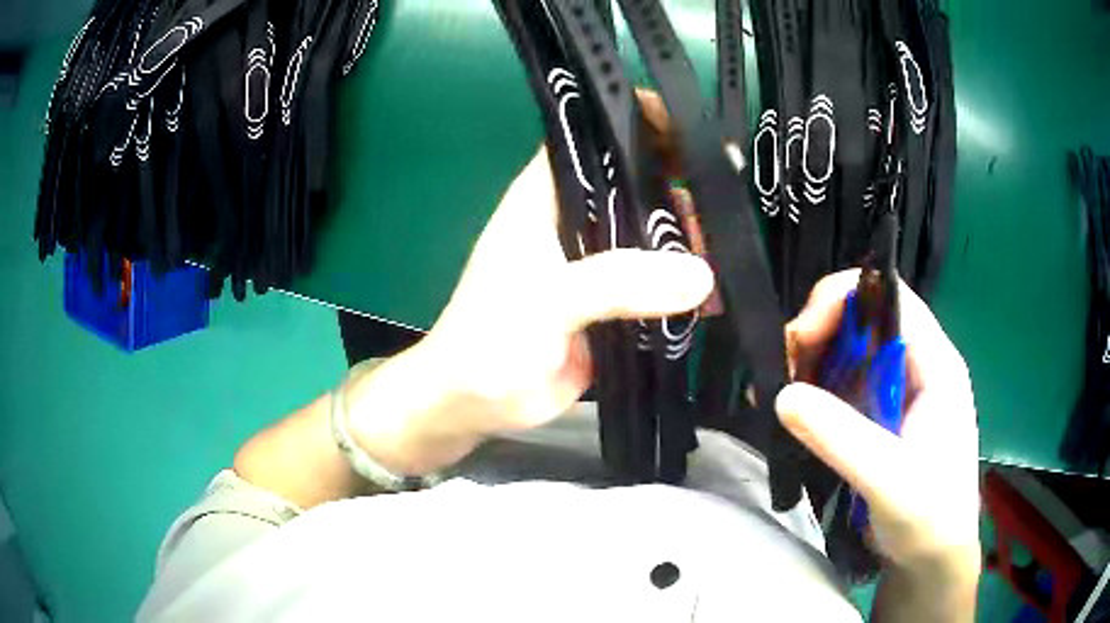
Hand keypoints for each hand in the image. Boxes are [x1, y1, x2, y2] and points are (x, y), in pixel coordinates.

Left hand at [418, 147, 711, 432]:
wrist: (476, 402)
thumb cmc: (491, 338)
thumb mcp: (548, 299)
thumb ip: (619, 282)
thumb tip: (700, 273)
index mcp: (547, 196)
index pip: (594, 137)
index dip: (638, 123)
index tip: (692, 129)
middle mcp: (575, 219)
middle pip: (634, 182)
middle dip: (680, 184)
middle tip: (728, 199)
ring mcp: (596, 263)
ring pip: (651, 233)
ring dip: (688, 239)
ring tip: (731, 250)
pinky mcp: (613, 304)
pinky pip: (657, 284)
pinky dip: (684, 287)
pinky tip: (716, 297)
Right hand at [775, 270, 980, 576]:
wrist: (932, 558)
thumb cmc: (928, 517)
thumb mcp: (889, 480)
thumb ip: (841, 438)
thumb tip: (781, 395)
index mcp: (935, 364)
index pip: (890, 298)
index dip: (843, 300)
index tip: (800, 337)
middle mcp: (917, 365)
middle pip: (865, 319)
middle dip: (820, 333)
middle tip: (782, 371)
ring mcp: (898, 390)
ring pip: (850, 351)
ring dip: (812, 363)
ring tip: (779, 395)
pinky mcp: (880, 416)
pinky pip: (844, 386)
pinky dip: (814, 392)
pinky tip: (792, 413)